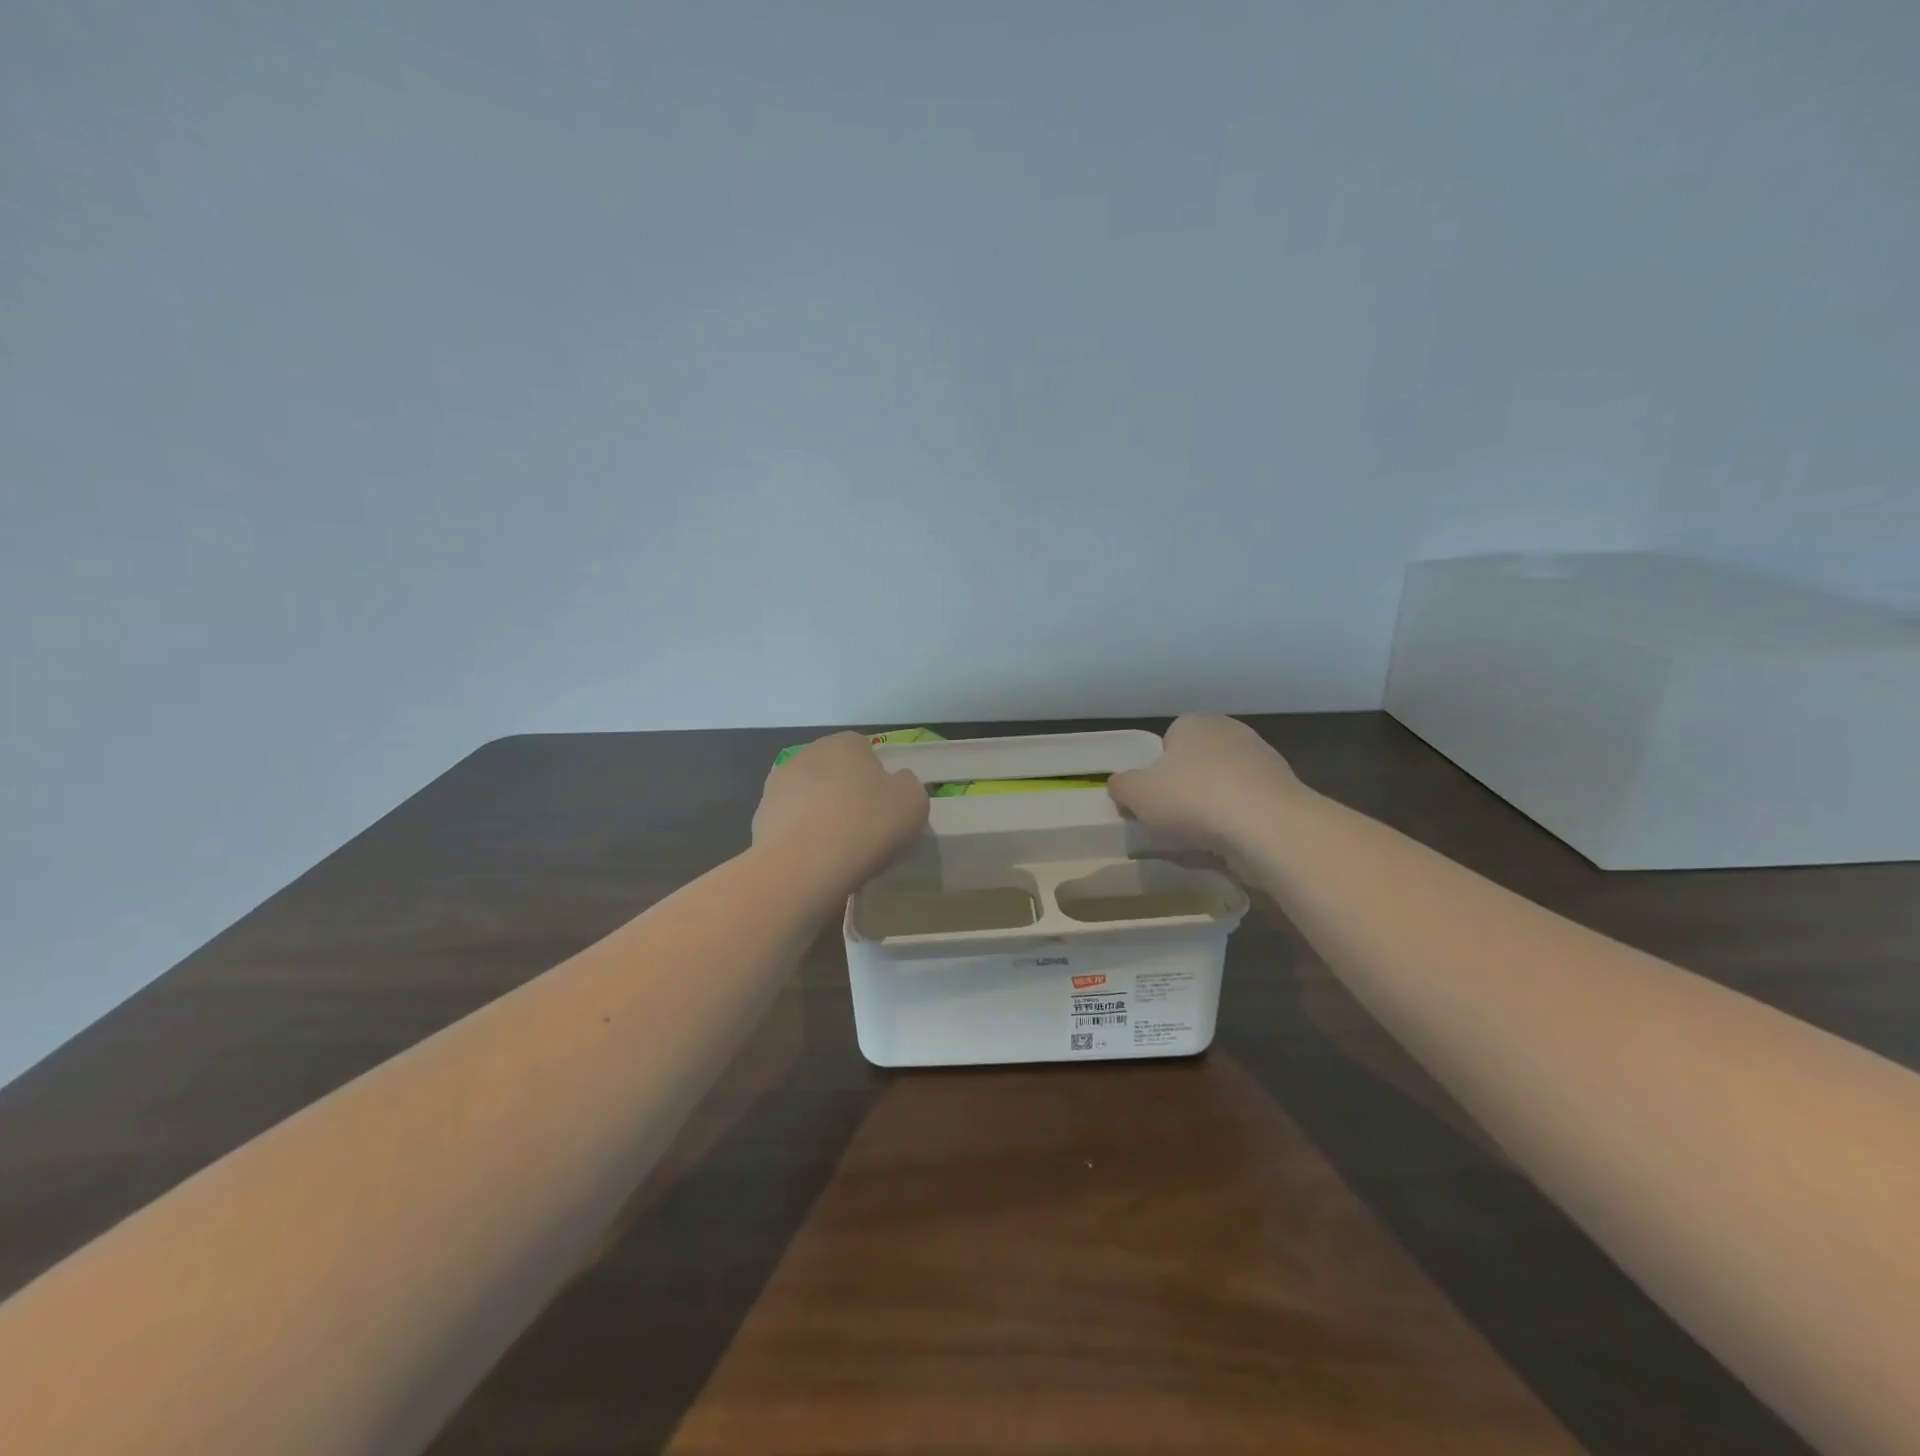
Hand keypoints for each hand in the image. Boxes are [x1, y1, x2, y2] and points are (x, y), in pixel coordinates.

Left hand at [753, 732, 929, 892]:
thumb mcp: (914, 802)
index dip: (876, 776)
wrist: (804, 866)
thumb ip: (908, 785)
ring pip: (809, 796)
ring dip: (820, 813)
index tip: (884, 805)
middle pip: (833, 770)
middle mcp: (807, 754)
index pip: (864, 749)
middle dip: (845, 792)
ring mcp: (777, 785)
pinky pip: (790, 823)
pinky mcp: (760, 817)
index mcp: (844, 744)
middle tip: (863, 826)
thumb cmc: (867, 825)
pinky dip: (801, 836)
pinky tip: (814, 860)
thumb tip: (896, 782)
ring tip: (837, 848)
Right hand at [1107, 715, 1307, 855]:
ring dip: (1213, 806)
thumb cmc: (1192, 798)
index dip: (1157, 771)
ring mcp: (1263, 760)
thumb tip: (1120, 785)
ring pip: (1224, 785)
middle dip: (1186, 787)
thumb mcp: (1137, 793)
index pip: (1168, 740)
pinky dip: (1237, 822)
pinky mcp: (1283, 792)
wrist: (1266, 826)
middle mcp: (1231, 732)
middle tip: (1173, 818)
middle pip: (1197, 762)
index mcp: (1194, 723)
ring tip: (1201, 836)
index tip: (1153, 798)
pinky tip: (1229, 842)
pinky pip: (1248, 807)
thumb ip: (1122, 786)